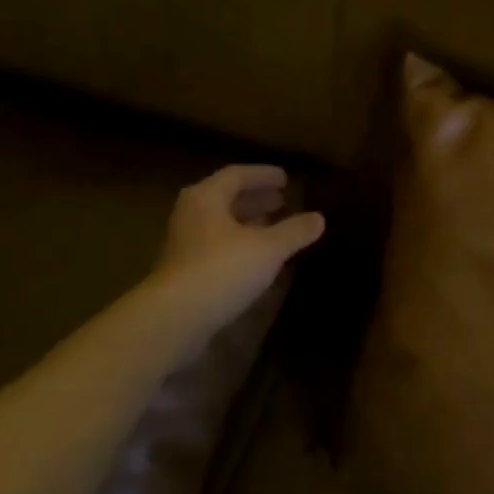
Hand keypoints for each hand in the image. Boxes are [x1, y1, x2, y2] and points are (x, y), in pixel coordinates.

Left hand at [154, 165, 324, 333]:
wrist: (175, 318)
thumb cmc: (222, 270)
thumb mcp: (268, 249)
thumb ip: (294, 231)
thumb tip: (319, 218)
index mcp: (206, 197)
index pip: (237, 175)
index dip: (263, 175)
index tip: (286, 179)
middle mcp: (190, 214)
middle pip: (225, 198)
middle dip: (255, 199)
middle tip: (282, 201)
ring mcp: (183, 243)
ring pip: (220, 224)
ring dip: (247, 223)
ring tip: (273, 227)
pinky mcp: (183, 270)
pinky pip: (216, 246)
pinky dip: (238, 244)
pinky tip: (256, 258)